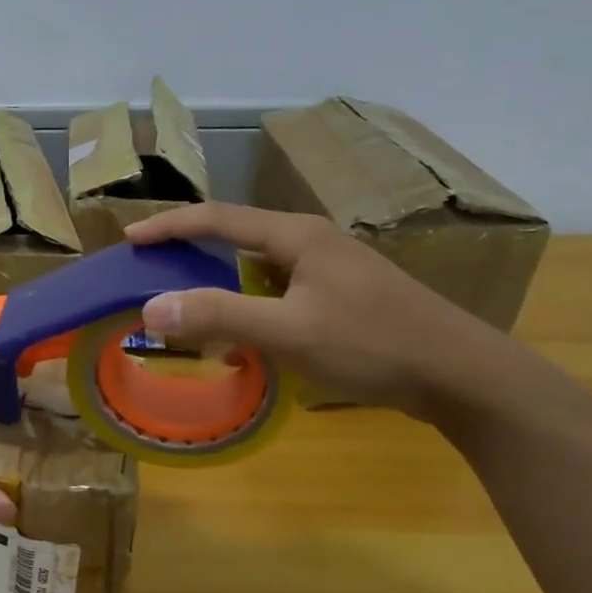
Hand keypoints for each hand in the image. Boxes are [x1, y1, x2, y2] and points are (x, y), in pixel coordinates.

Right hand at [125, 204, 527, 420]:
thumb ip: (219, 315)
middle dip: (190, 247)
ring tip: (188, 299)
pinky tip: (243, 328)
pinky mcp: (343, 294)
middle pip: (236, 233)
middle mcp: (312, 240)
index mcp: (296, 236)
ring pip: (258, 262)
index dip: (169, 225)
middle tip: (152, 267)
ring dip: (219, 277)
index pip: (217, 218)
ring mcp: (331, 267)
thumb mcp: (288, 332)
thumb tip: (151, 307)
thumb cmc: (373, 344)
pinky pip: (278, 286)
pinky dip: (247, 299)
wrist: (462, 375)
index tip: (129, 238)